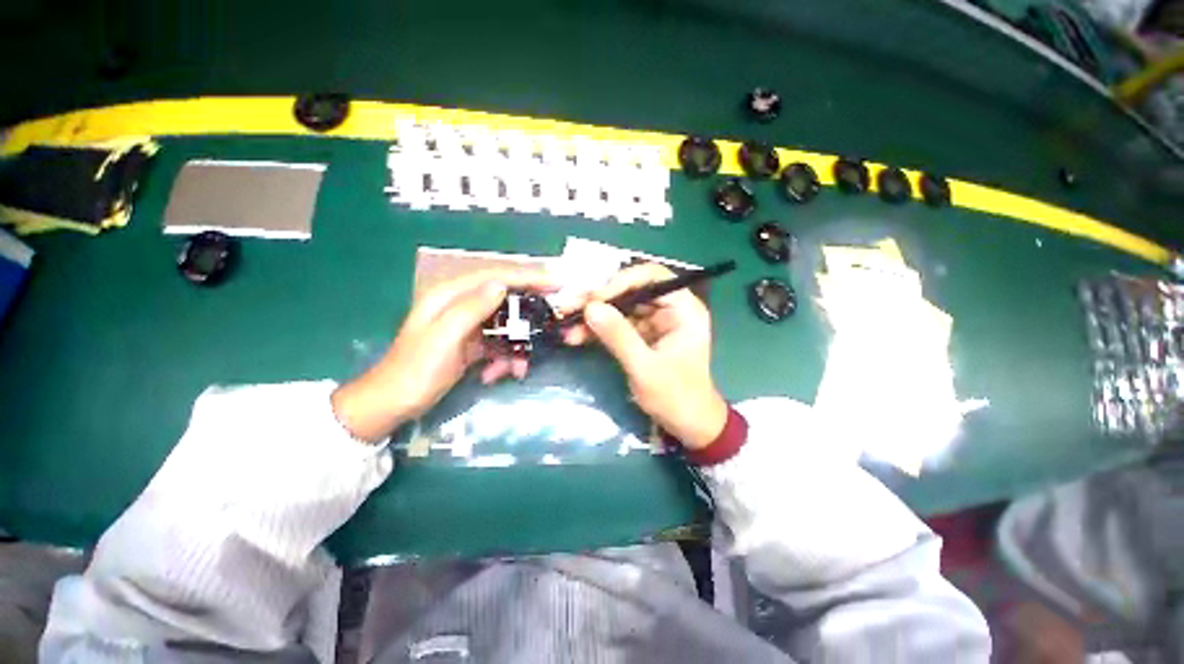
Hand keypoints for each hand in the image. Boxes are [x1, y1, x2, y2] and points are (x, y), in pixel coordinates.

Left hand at [332, 270, 555, 441]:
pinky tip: (497, 374)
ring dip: (516, 346)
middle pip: (506, 299)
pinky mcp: (472, 342)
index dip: (527, 277)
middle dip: (527, 318)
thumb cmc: (416, 370)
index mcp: (451, 294)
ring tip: (517, 369)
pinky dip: (505, 357)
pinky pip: (499, 343)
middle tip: (550, 327)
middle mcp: (461, 304)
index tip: (556, 284)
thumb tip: (502, 285)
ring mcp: (468, 324)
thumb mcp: (444, 337)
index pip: (496, 276)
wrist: (395, 403)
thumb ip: (471, 308)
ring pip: (506, 325)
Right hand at [564, 264, 727, 449]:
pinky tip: (576, 336)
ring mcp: (654, 322)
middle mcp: (669, 309)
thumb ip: (619, 336)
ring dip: (593, 315)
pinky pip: (616, 324)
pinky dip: (597, 329)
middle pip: (631, 290)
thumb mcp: (645, 368)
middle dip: (599, 299)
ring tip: (567, 324)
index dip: (621, 281)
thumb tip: (590, 308)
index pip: (652, 277)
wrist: (687, 424)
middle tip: (570, 307)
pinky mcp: (641, 335)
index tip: (594, 298)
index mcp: (683, 309)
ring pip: (619, 307)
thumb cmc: (676, 397)